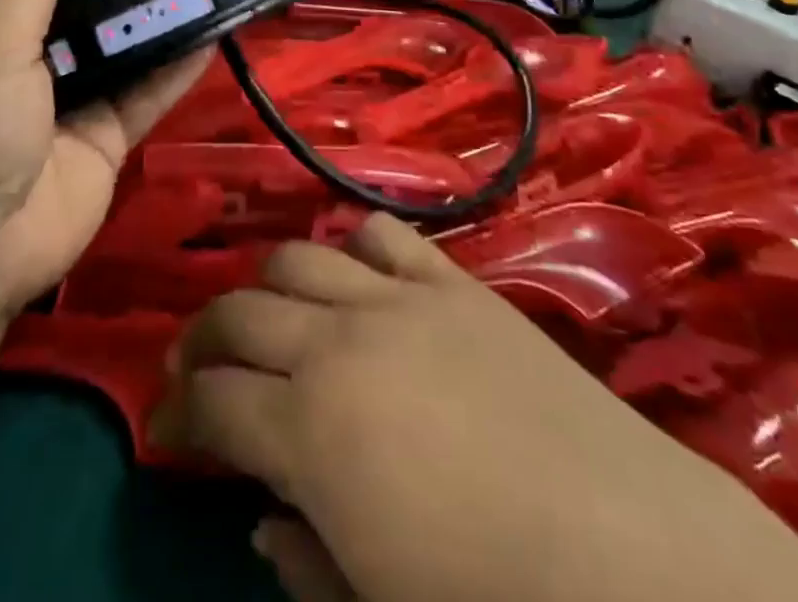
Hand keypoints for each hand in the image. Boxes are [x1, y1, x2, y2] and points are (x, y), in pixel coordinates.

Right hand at [153, 215, 797, 601]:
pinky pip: (385, 236)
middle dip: (202, 339)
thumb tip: (263, 517)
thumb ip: (304, 561)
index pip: (211, 402)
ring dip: (265, 285)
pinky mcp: (452, 281)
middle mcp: (337, 340)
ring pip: (299, 258)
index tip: (166, 430)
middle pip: (240, 313)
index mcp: (307, 427)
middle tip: (193, 367)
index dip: (177, 416)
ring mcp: (397, 299)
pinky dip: (354, 244)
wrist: (631, 556)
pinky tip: (353, 272)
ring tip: (263, 313)